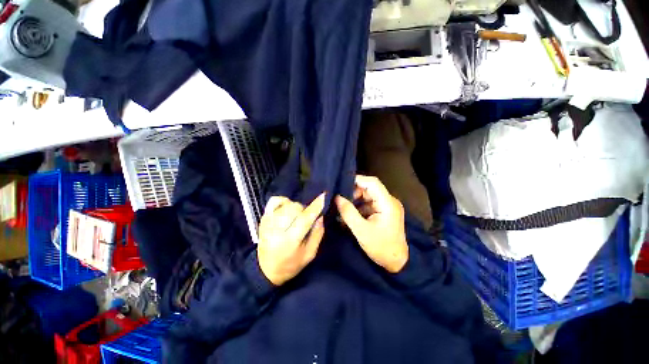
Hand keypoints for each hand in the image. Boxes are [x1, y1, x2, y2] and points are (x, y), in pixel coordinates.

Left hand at [257, 194, 325, 285]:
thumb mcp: (309, 254)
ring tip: (294, 217)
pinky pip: (274, 201)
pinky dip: (283, 201)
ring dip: (295, 207)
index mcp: (289, 242)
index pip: (304, 219)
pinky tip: (286, 209)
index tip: (324, 196)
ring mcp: (267, 222)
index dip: (315, 206)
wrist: (265, 270)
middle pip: (295, 208)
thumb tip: (320, 215)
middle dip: (304, 210)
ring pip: (286, 203)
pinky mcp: (263, 219)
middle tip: (305, 219)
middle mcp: (276, 230)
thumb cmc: (291, 265)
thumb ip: (317, 234)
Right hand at [335, 176, 407, 272]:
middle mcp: (389, 201)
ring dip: (355, 200)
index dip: (357, 180)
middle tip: (340, 200)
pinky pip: (369, 204)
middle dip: (353, 192)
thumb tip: (336, 197)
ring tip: (342, 207)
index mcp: (387, 203)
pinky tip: (350, 214)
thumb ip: (348, 212)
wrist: (397, 263)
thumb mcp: (361, 231)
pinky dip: (359, 207)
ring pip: (368, 196)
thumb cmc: (381, 247)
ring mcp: (387, 207)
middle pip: (369, 189)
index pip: (372, 182)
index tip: (341, 184)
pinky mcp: (384, 212)